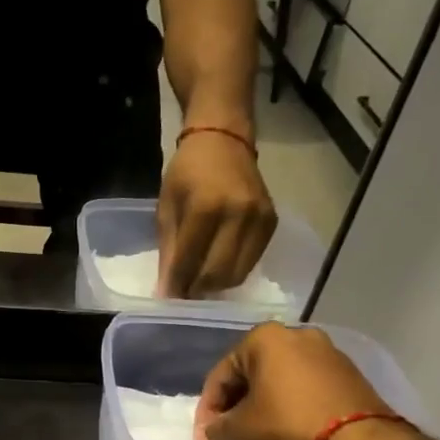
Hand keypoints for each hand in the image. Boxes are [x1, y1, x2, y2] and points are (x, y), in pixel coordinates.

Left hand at [157, 128, 276, 297]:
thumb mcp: (167, 206)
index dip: (177, 285)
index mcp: (207, 207)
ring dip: (216, 285)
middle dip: (197, 290)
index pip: (191, 261)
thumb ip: (169, 249)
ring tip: (198, 283)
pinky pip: (252, 261)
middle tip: (183, 294)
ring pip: (238, 273)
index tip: (167, 299)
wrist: (224, 141)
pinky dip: (233, 271)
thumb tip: (166, 289)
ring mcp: (260, 219)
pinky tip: (217, 267)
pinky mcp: (272, 223)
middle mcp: (239, 214)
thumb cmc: (188, 171)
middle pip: (218, 274)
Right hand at [194, 323, 391, 439]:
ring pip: (281, 380)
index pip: (222, 374)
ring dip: (265, 404)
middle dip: (238, 404)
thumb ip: (216, 429)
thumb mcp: (239, 431)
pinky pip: (308, 388)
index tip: (207, 435)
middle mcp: (297, 335)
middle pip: (253, 373)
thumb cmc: (288, 425)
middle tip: (230, 433)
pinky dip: (292, 405)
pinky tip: (288, 430)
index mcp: (264, 338)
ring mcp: (329, 353)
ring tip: (259, 434)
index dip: (208, 408)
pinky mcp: (351, 375)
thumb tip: (210, 433)